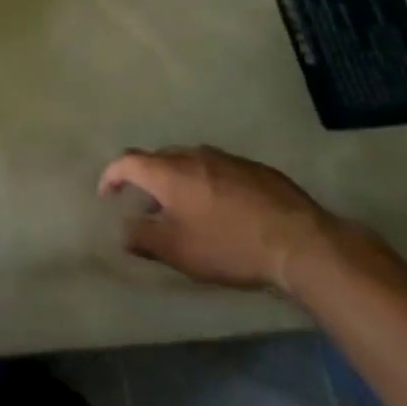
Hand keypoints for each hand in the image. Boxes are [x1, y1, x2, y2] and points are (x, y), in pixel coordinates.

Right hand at [99, 146, 333, 294]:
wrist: (298, 241)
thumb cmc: (228, 245)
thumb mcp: (178, 251)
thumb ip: (143, 238)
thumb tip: (122, 230)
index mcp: (168, 171)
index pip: (127, 161)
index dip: (112, 175)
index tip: (108, 194)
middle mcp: (192, 155)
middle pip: (158, 159)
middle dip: (147, 178)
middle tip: (149, 206)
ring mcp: (225, 158)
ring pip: (190, 162)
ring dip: (179, 179)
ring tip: (185, 207)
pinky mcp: (253, 168)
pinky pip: (218, 169)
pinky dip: (208, 182)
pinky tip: (222, 208)